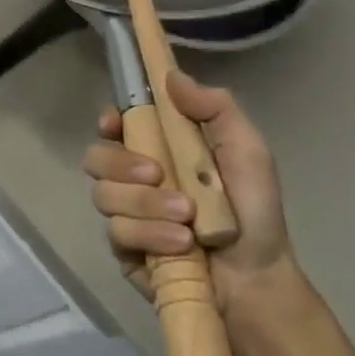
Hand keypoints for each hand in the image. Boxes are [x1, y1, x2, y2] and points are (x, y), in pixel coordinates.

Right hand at [82, 72, 295, 314]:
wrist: (257, 280)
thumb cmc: (255, 211)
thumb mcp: (247, 151)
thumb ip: (215, 108)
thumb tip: (171, 75)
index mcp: (159, 149)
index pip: (115, 126)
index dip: (108, 121)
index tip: (114, 123)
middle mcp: (134, 179)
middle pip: (96, 158)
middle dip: (123, 164)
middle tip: (158, 173)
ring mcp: (126, 214)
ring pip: (104, 196)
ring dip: (145, 204)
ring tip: (186, 220)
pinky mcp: (123, 249)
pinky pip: (116, 232)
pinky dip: (149, 235)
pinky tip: (180, 244)